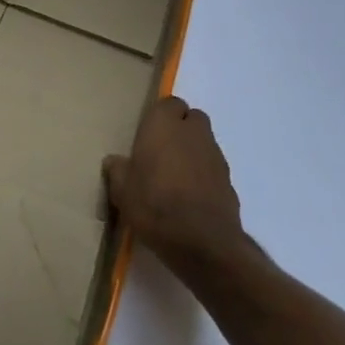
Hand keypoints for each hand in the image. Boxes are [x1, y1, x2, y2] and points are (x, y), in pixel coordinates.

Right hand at [103, 97, 245, 260]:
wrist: (201, 241)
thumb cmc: (153, 204)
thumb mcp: (122, 190)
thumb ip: (118, 170)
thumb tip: (115, 161)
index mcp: (163, 125)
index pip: (169, 103)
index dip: (161, 116)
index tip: (148, 135)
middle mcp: (192, 132)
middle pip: (192, 118)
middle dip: (181, 129)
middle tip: (162, 152)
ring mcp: (215, 155)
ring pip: (204, 142)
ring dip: (193, 152)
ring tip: (176, 178)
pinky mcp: (229, 180)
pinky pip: (213, 168)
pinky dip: (205, 175)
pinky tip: (191, 197)